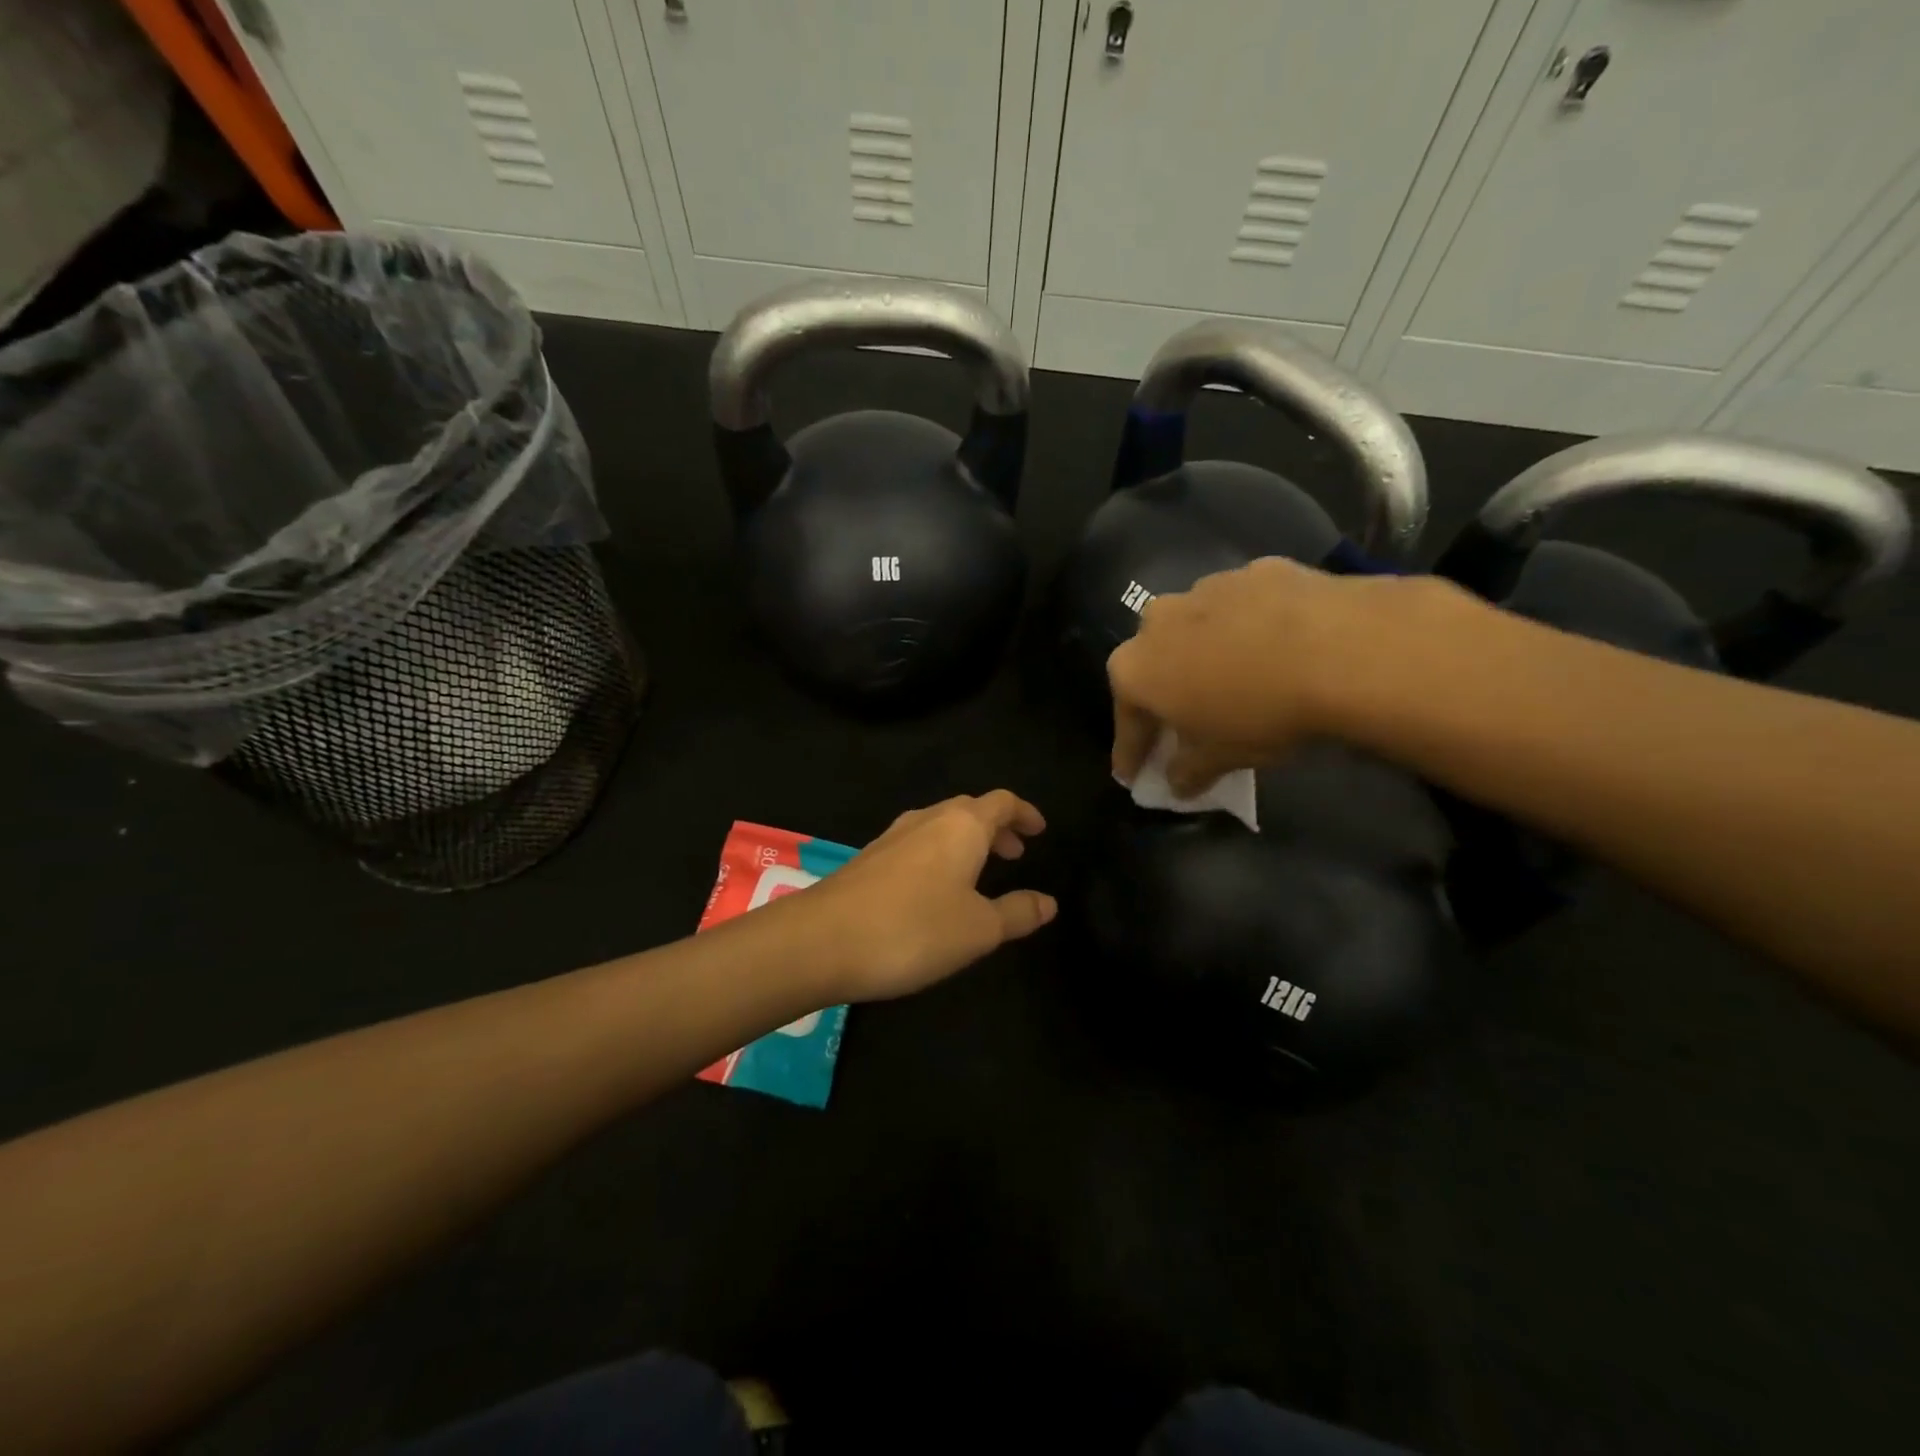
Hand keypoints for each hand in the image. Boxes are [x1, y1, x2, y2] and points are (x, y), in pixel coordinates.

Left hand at [796, 791, 1056, 1002]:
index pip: (1001, 803)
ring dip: (966, 842)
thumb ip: (1017, 912)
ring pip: (940, 826)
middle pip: (970, 810)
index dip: (1024, 813)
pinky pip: (916, 845)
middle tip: (1015, 853)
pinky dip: (939, 856)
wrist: (820, 940)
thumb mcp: (979, 929)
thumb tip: (1049, 902)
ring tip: (980, 872)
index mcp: (961, 826)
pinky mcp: (868, 858)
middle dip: (996, 828)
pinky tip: (934, 889)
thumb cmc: (913, 929)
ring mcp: (892, 837)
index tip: (1039, 830)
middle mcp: (927, 820)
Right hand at [1107, 557, 1424, 796]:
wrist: (1340, 649)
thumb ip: (1187, 772)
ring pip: (1195, 630)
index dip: (1130, 752)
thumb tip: (1177, 782)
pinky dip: (1249, 628)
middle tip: (1184, 724)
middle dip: (1165, 695)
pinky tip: (1278, 647)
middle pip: (1154, 666)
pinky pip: (1241, 609)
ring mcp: (1205, 589)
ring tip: (1237, 680)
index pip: (1126, 721)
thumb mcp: (1220, 758)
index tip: (1132, 774)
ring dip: (1206, 655)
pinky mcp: (1255, 571)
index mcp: (1135, 669)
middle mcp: (1157, 621)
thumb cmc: (1260, 712)